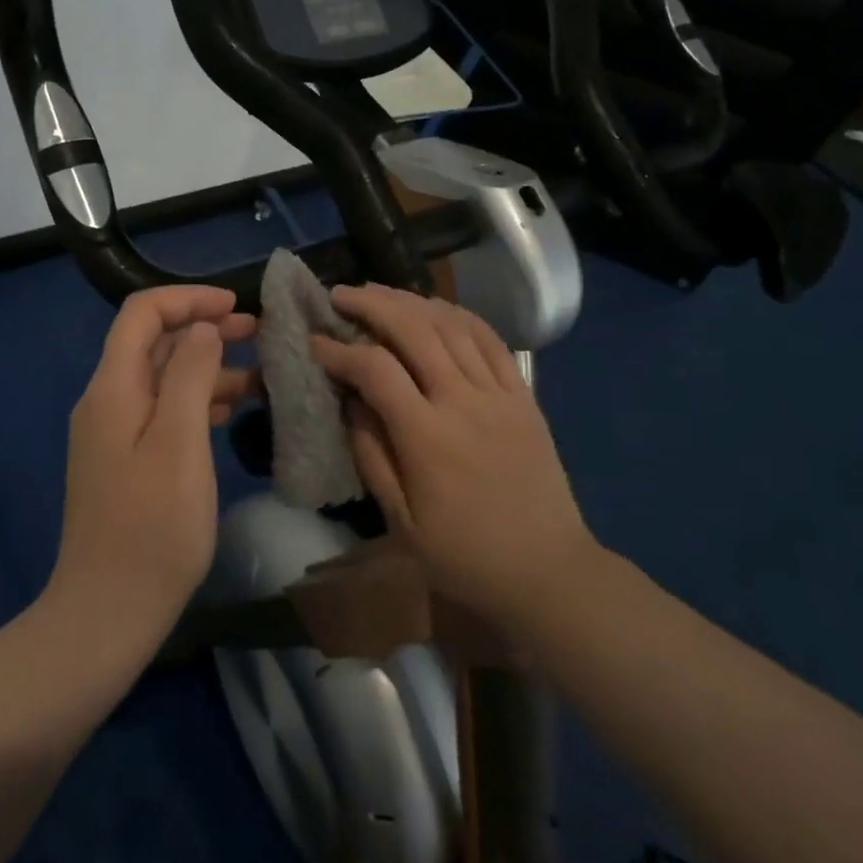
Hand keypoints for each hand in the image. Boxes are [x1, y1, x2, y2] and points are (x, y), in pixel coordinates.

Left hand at [50, 286, 257, 637]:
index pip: (142, 314)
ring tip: (260, 373)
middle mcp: (108, 401)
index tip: (235, 306)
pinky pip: (165, 413)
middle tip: (258, 332)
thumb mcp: (180, 443)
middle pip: (154, 343)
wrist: (107, 614)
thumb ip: (190, 375)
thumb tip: (202, 328)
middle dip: (204, 328)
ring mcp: (115, 433)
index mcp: (113, 388)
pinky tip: (233, 411)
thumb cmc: (152, 528)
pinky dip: (199, 402)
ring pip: (163, 379)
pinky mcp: (127, 461)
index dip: (188, 299)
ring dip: (207, 367)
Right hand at [311, 285, 597, 635]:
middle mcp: (463, 402)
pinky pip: (490, 339)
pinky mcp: (522, 394)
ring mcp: (498, 393)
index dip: (339, 350)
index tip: (314, 342)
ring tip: (379, 292)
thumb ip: (371, 454)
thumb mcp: (402, 522)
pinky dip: (458, 314)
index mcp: (428, 438)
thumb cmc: (465, 555)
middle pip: (413, 331)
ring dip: (410, 301)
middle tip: (340, 295)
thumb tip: (349, 400)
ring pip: (451, 325)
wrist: (548, 571)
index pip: (375, 371)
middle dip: (371, 305)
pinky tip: (434, 307)